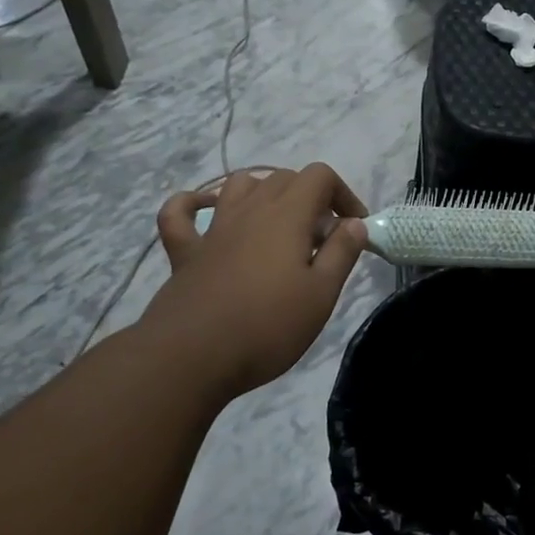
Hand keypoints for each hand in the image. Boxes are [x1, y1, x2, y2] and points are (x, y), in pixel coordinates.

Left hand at [138, 164, 368, 397]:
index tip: (354, 227)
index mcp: (287, 216)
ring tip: (279, 222)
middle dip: (311, 197)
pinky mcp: (185, 252)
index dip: (343, 194)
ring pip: (239, 185)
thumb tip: (354, 223)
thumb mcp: (322, 294)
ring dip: (265, 192)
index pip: (319, 176)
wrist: (192, 357)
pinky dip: (194, 203)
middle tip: (323, 239)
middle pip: (284, 178)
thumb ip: (342, 253)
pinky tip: (207, 209)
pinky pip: (180, 212)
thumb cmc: (268, 326)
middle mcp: (250, 210)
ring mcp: (213, 229)